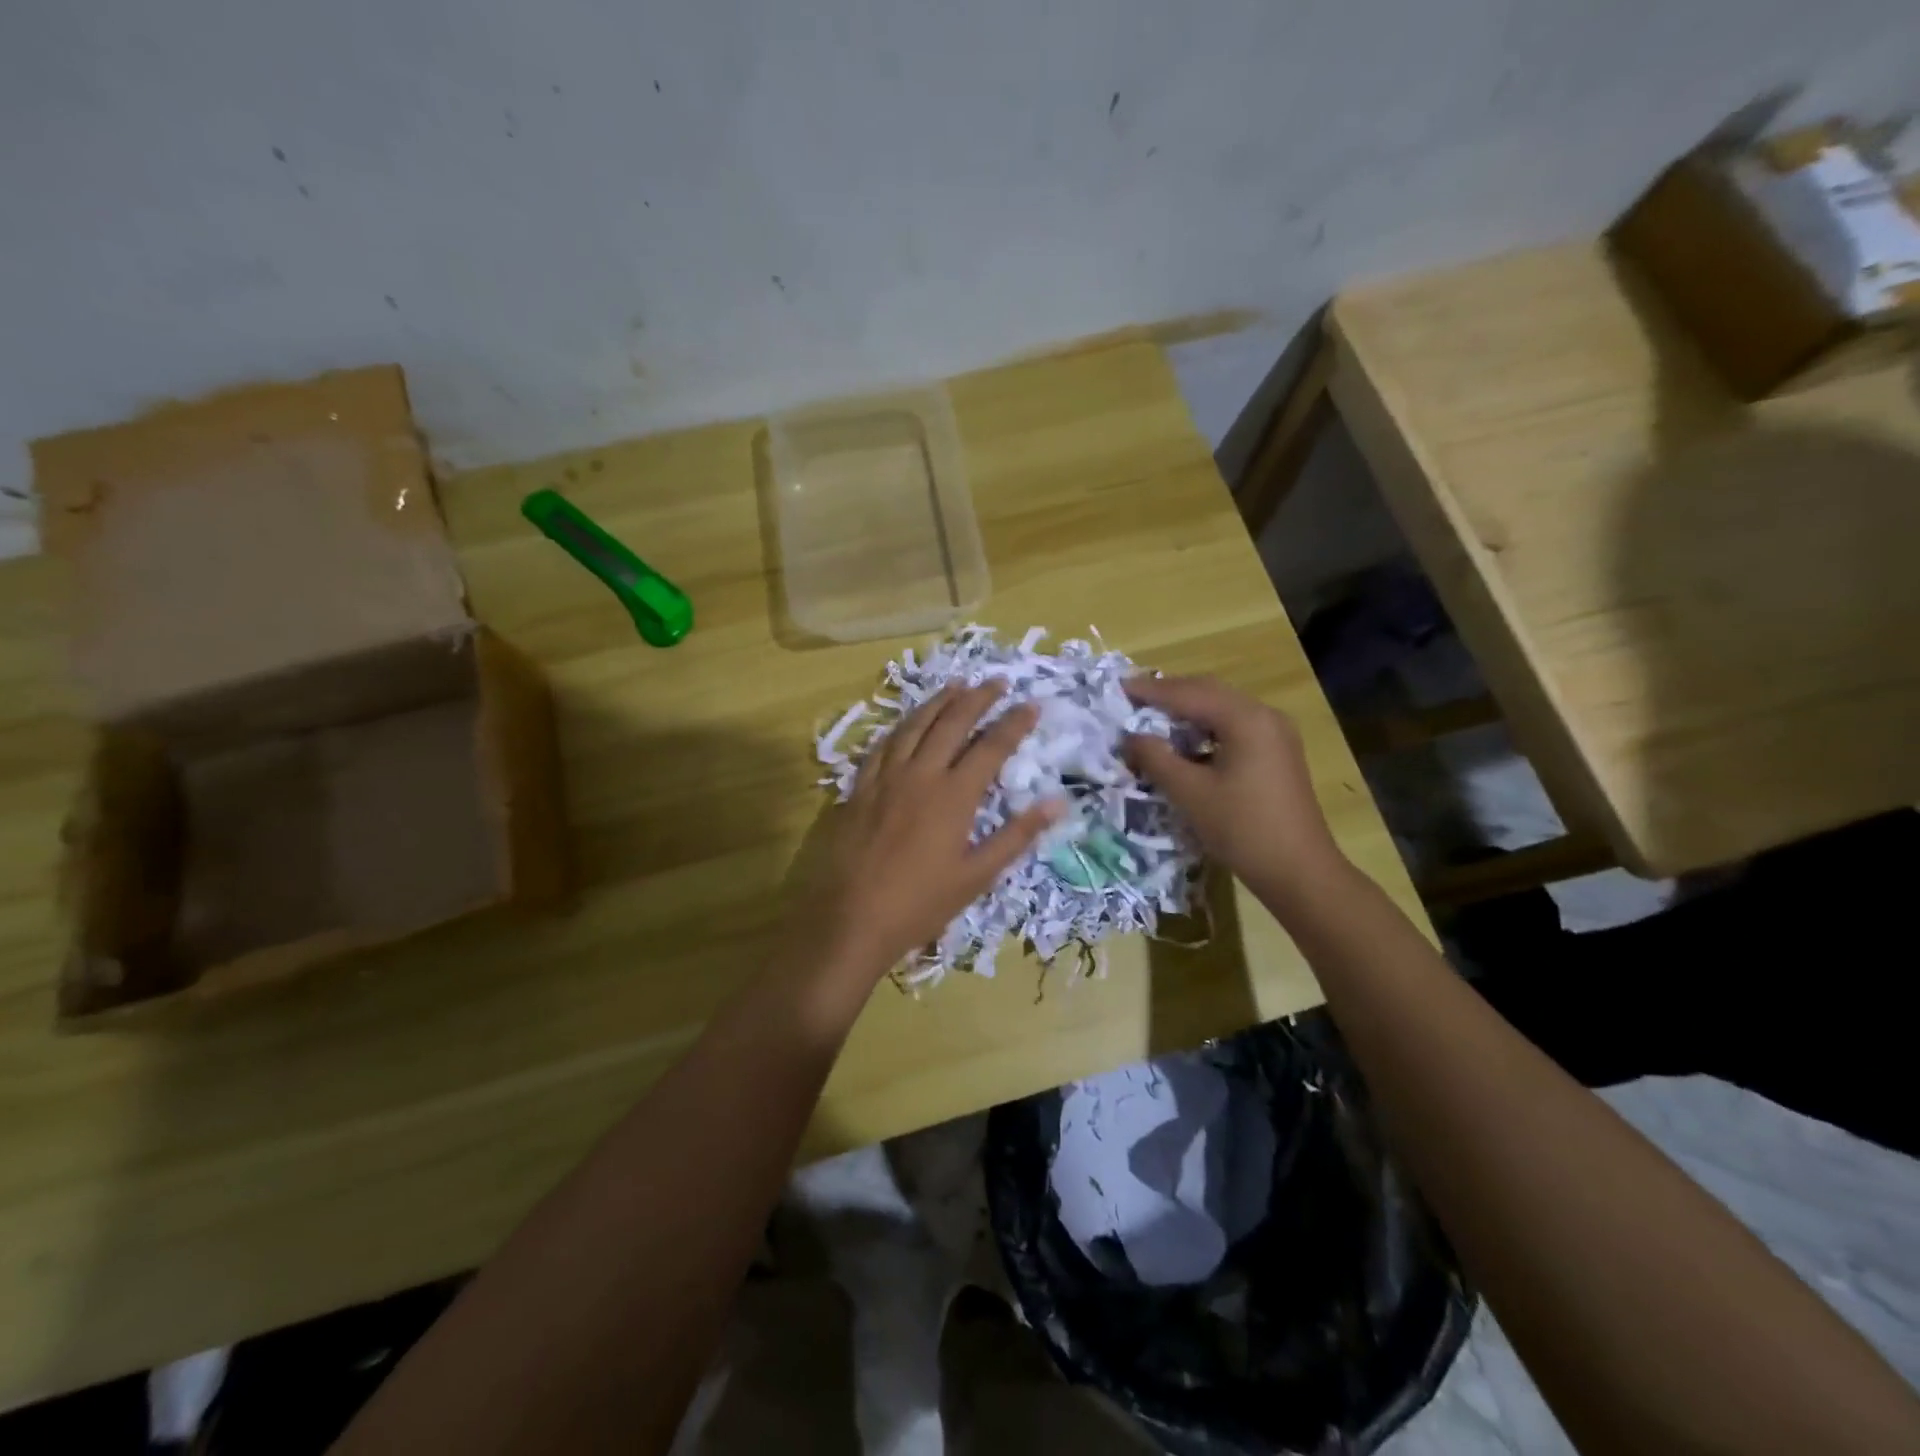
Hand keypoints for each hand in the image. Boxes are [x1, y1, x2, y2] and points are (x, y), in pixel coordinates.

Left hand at [801, 683, 1063, 982]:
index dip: (1014, 723)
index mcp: (954, 796)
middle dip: (978, 698)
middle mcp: (921, 774)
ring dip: (938, 702)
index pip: (992, 747)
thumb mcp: (977, 876)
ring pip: (915, 725)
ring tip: (956, 685)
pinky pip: (882, 745)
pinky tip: (906, 723)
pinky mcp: (860, 787)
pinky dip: (901, 727)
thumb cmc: (921, 903)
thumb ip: (1017, 836)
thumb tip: (1057, 803)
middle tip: (996, 682)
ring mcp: (886, 777)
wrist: (852, 917)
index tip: (1031, 705)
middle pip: (952, 723)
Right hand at [1122, 676, 1346, 907]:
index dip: (1150, 691)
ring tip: (1151, 718)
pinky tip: (1184, 744)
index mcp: (1245, 718)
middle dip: (1168, 695)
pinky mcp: (1276, 754)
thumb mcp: (1189, 793)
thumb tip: (1130, 737)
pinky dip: (1204, 729)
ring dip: (1186, 711)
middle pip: (1208, 693)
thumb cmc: (1242, 828)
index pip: (1188, 693)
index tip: (1117, 688)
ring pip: (1221, 709)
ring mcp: (1275, 734)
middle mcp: (1264, 716)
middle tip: (1131, 700)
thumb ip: (1155, 758)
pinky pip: (1233, 728)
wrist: (1299, 871)